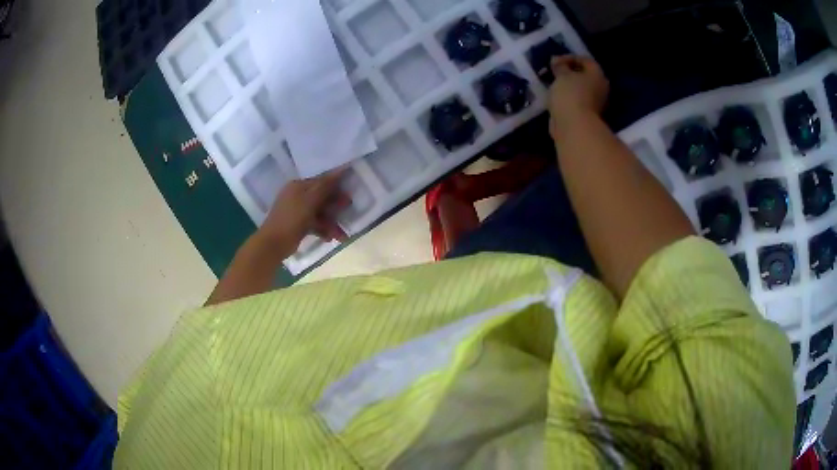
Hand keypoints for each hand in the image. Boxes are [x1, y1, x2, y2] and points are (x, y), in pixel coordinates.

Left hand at [257, 168, 350, 256]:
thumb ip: (325, 185)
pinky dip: (323, 230)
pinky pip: (315, 224)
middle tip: (348, 209)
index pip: (321, 181)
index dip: (336, 185)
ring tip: (341, 235)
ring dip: (331, 223)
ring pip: (320, 213)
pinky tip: (330, 238)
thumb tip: (341, 169)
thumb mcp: (310, 199)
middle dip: (335, 205)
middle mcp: (297, 196)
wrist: (273, 243)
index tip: (349, 190)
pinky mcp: (298, 226)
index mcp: (298, 186)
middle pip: (321, 197)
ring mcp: (297, 211)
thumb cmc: (292, 218)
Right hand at [548, 55, 608, 137]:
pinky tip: (556, 98)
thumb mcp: (562, 75)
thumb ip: (559, 66)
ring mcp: (595, 103)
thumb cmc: (570, 94)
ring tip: (553, 85)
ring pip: (580, 89)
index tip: (554, 61)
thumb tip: (556, 61)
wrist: (574, 126)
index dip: (570, 58)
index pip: (586, 60)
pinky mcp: (587, 115)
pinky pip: (576, 101)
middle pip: (585, 75)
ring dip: (568, 86)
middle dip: (570, 72)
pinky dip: (567, 97)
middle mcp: (600, 88)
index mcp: (597, 75)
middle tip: (555, 72)